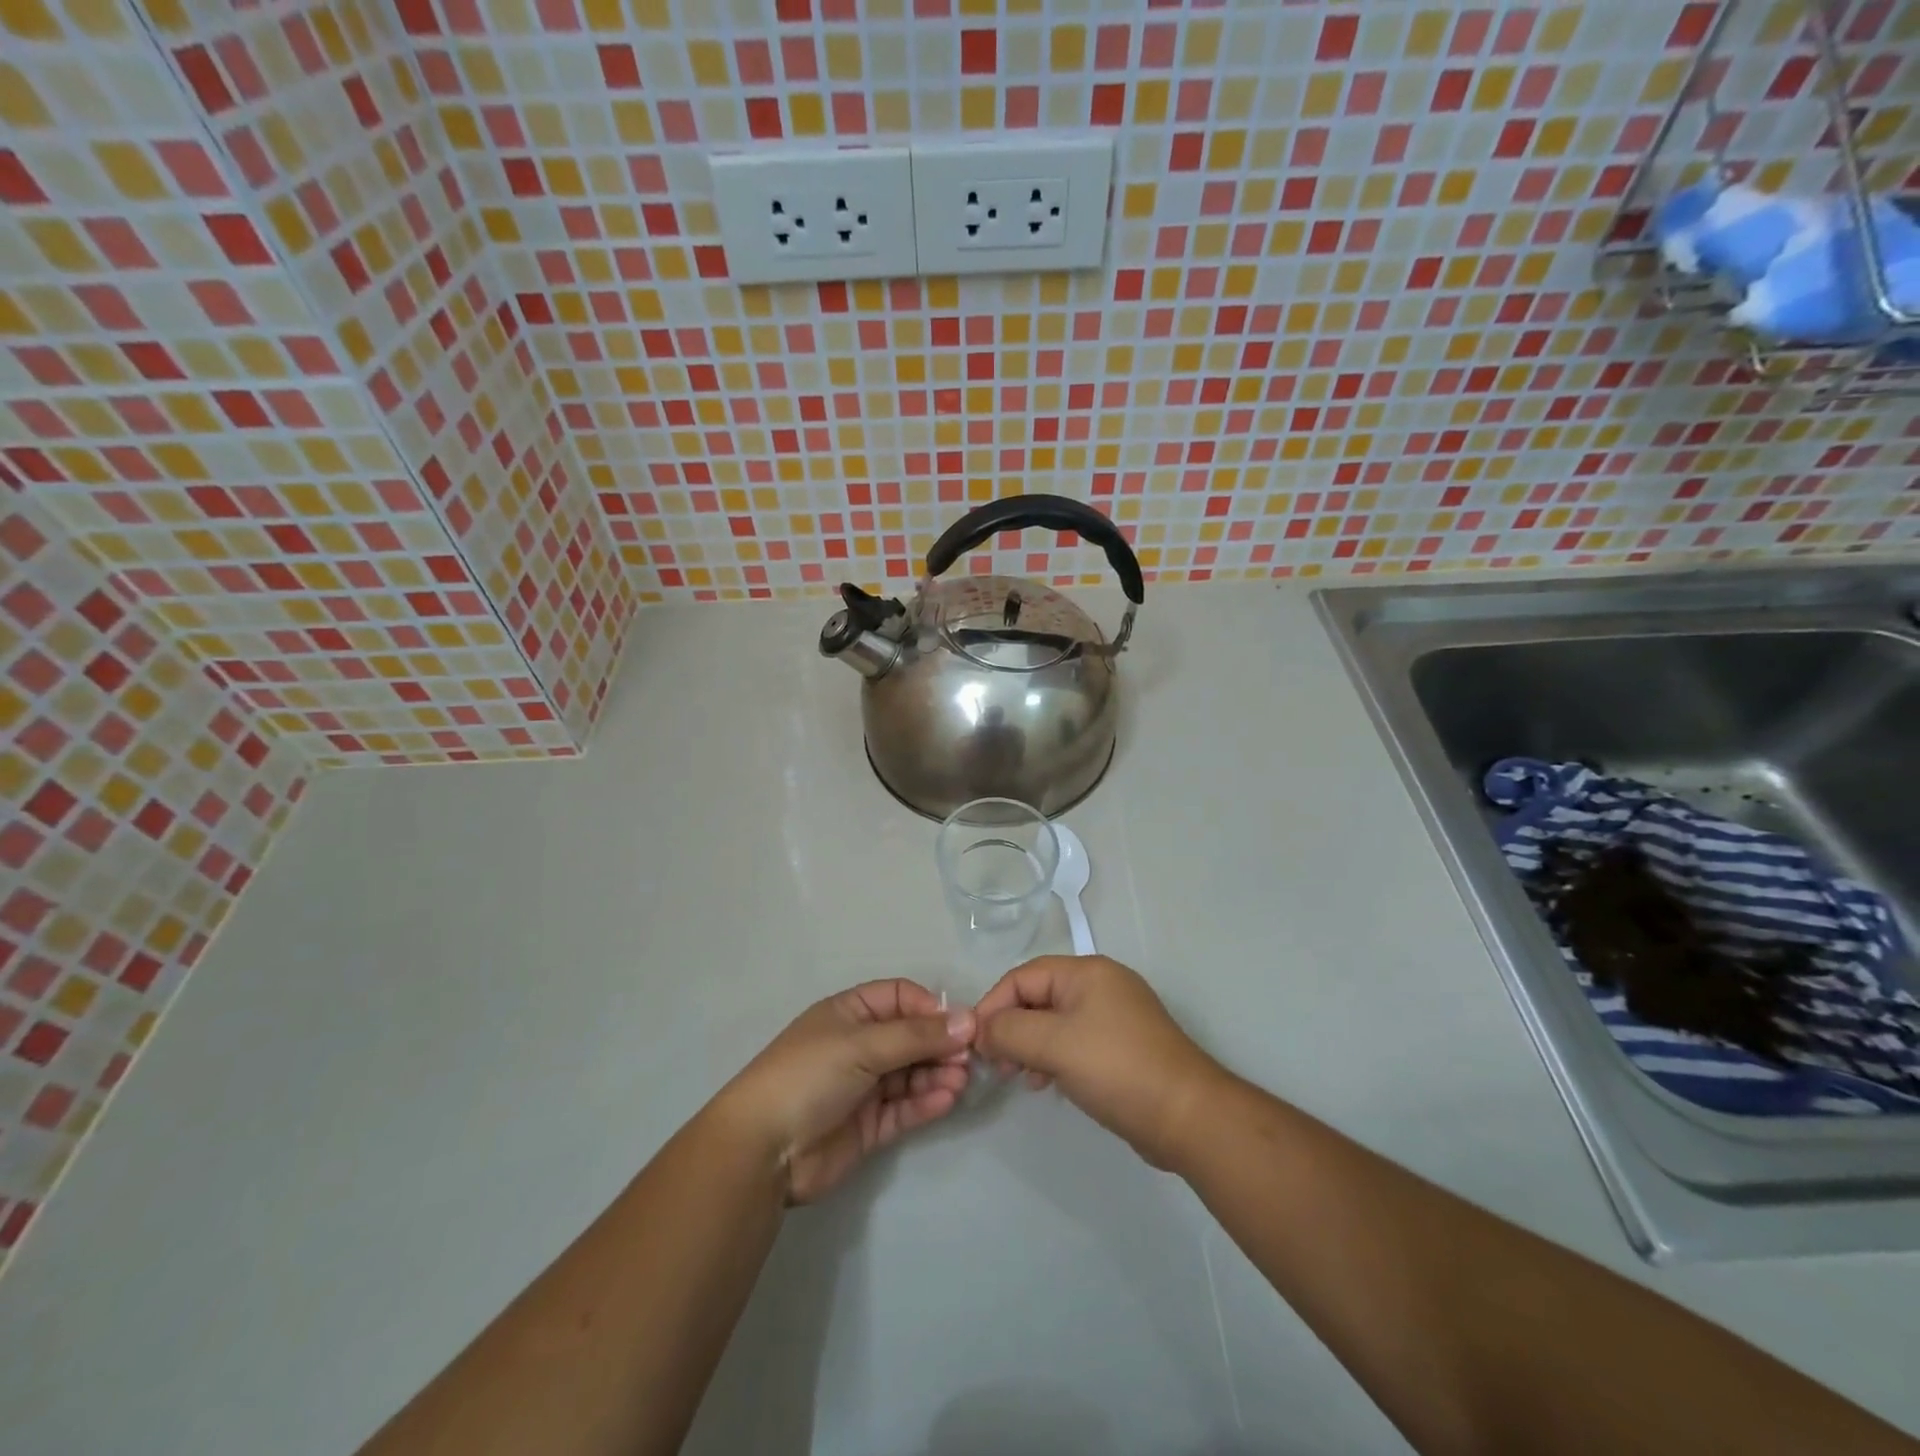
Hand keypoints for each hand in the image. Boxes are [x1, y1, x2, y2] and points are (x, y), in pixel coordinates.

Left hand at [717, 979, 973, 1204]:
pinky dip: (927, 1102)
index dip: (929, 1008)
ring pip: (911, 1073)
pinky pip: (905, 1108)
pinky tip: (947, 1099)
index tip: (958, 1024)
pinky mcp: (869, 1125)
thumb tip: (968, 1020)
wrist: (763, 1150)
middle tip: (968, 1058)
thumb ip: (916, 1036)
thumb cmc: (808, 1076)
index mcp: (849, 1014)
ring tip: (960, 1081)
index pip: (899, 998)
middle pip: (910, 1037)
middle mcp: (859, 1045)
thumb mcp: (861, 1045)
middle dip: (939, 1044)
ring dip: (937, 1074)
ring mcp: (864, 1087)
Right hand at [974, 955, 1225, 1169]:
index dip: (993, 1005)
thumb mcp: (1054, 1045)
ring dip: (1029, 1045)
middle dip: (1011, 1027)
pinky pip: (1074, 1042)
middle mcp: (1101, 985)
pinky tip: (1044, 1083)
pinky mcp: (1122, 1047)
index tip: (974, 1042)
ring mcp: (1114, 1016)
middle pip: (1039, 996)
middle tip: (995, 1063)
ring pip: (1055, 1022)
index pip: (1023, 976)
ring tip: (1017, 1077)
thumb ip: (1009, 1031)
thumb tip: (981, 1030)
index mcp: (1087, 972)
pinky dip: (1053, 1057)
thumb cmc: (1116, 1068)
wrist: (1187, 1117)